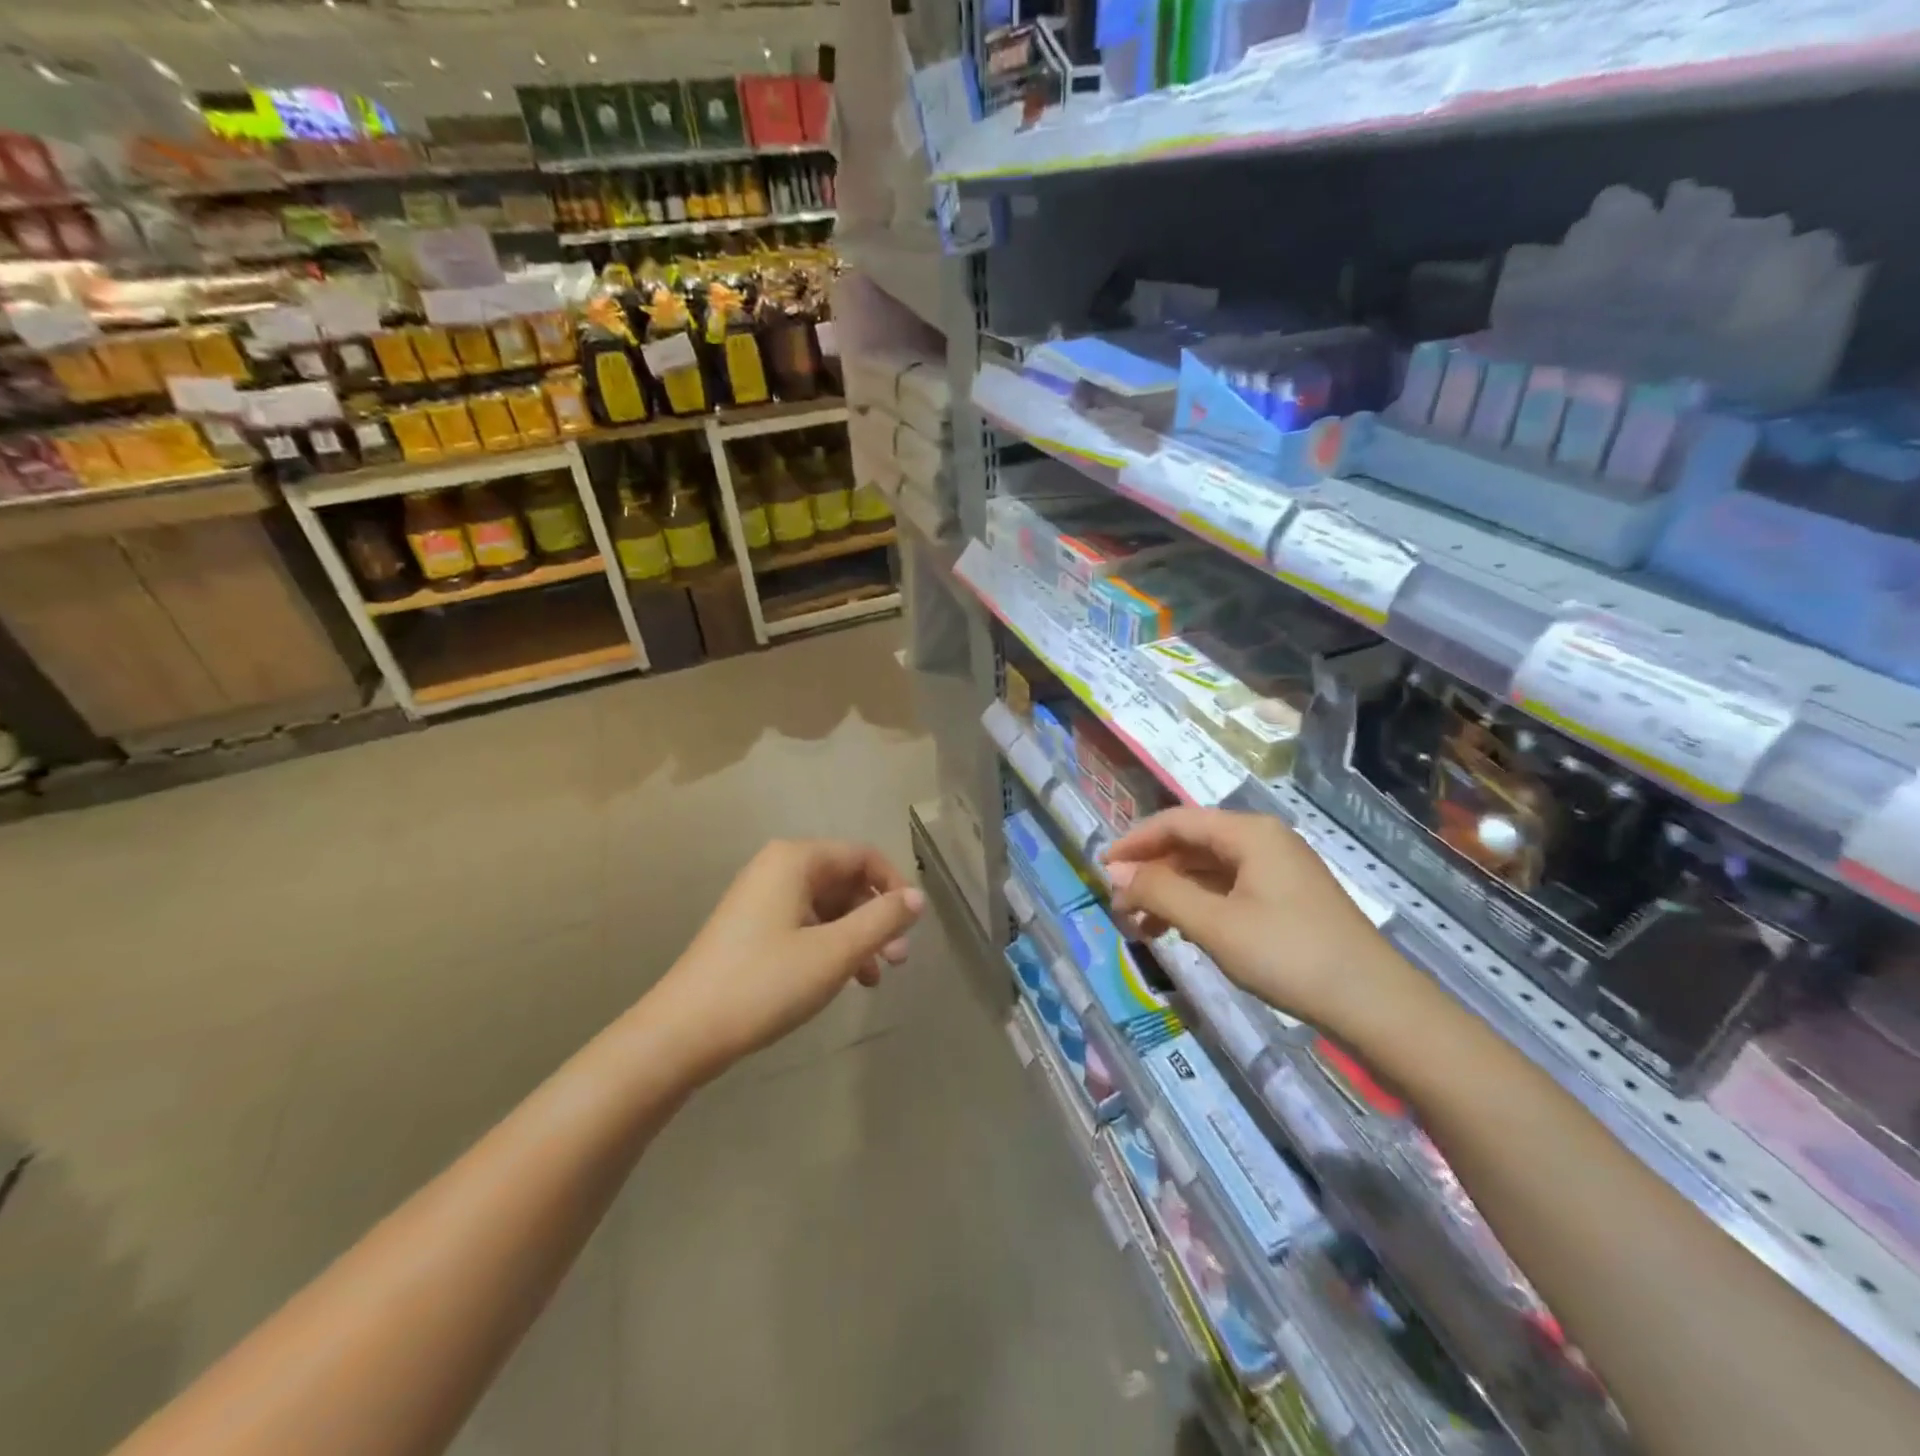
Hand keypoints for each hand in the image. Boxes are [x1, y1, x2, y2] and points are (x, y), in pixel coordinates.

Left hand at [653, 839, 924, 1076]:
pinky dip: (831, 947)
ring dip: (857, 937)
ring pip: (828, 907)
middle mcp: (778, 869)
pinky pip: (806, 925)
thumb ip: (881, 920)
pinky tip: (844, 981)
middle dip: (876, 918)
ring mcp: (762, 900)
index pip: (863, 856)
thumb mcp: (834, 952)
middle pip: (846, 881)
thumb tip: (917, 898)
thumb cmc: (765, 983)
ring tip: (875, 978)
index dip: (894, 887)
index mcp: (795, 860)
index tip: (912, 927)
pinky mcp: (753, 929)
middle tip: (898, 961)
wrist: (682, 1033)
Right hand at [1104, 808, 1397, 1030]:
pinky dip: (1198, 905)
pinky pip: (1228, 889)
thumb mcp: (1215, 924)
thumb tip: (1117, 873)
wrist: (1375, 1005)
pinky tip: (1180, 931)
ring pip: (1208, 870)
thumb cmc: (1288, 955)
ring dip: (1171, 892)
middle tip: (1120, 907)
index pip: (1176, 822)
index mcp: (1248, 833)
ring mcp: (1278, 870)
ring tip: (1142, 927)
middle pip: (1192, 844)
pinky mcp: (1286, 899)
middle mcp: (1263, 841)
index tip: (1102, 869)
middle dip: (1151, 872)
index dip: (1134, 842)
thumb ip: (1162, 892)